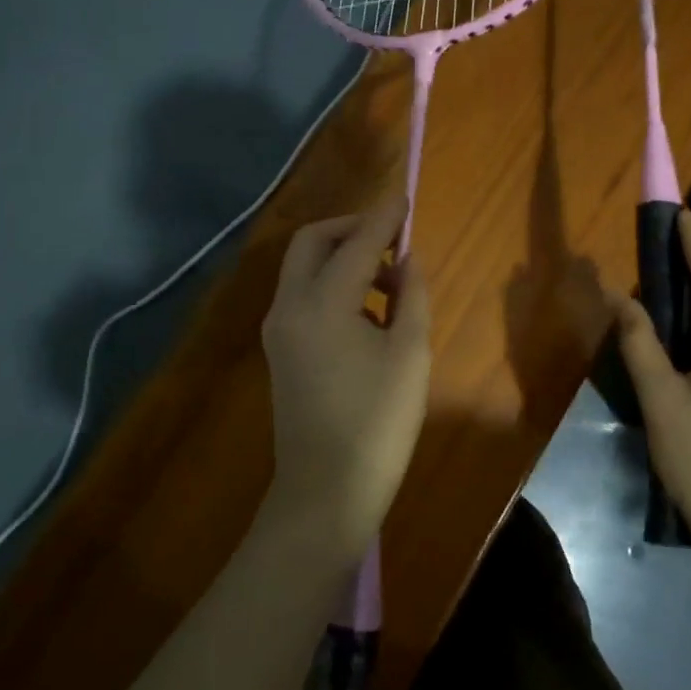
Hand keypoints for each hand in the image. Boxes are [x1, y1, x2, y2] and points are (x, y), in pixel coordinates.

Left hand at [261, 195, 431, 559]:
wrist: (325, 493)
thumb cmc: (378, 424)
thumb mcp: (410, 355)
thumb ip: (411, 296)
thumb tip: (407, 259)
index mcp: (322, 304)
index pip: (356, 243)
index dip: (384, 217)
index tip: (406, 196)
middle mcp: (289, 306)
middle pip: (313, 242)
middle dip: (352, 228)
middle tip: (392, 238)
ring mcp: (278, 329)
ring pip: (304, 267)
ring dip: (342, 256)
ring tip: (390, 278)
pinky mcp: (280, 348)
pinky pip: (303, 294)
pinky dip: (332, 283)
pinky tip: (367, 308)